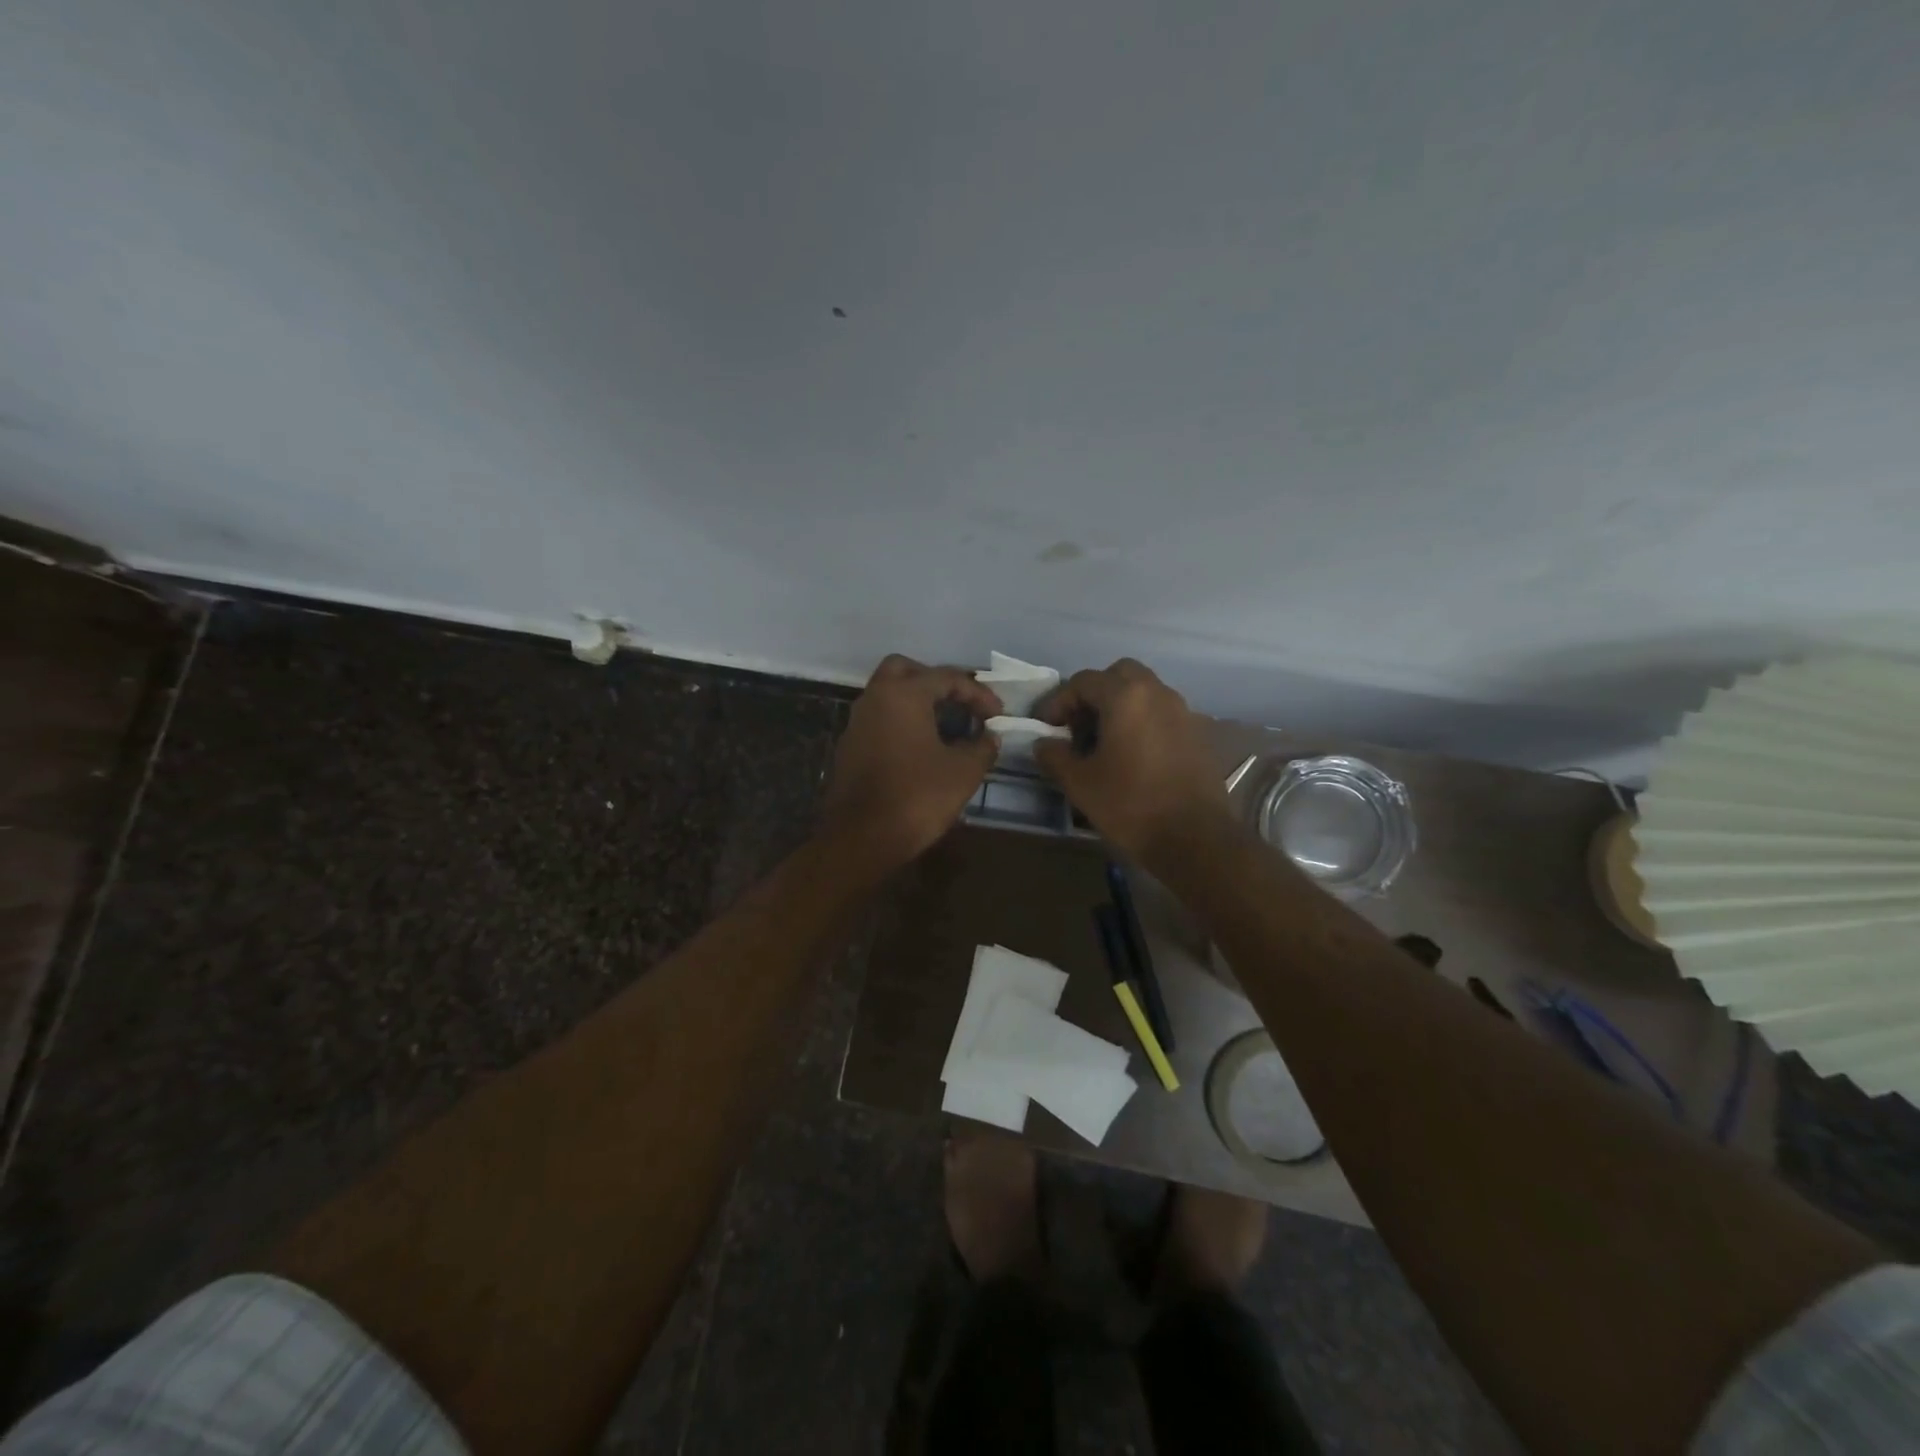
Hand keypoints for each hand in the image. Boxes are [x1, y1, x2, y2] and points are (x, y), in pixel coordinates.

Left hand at [820, 655, 1003, 871]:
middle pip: (906, 670)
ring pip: (888, 694)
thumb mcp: (963, 772)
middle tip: (960, 703)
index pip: (946, 677)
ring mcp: (857, 723)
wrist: (861, 838)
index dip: (978, 693)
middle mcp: (875, 698)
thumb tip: (989, 737)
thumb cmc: (916, 797)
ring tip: (947, 726)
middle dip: (936, 682)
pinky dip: (902, 722)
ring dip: (917, 702)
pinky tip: (922, 748)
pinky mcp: (850, 747)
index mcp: (903, 695)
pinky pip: (880, 719)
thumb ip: (982, 747)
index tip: (998, 714)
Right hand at [1033, 658, 1233, 865]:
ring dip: (1119, 707)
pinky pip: (1161, 713)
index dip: (1058, 701)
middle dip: (1094, 694)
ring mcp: (1182, 711)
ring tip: (1102, 743)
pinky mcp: (1197, 733)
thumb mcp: (1080, 783)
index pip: (1083, 681)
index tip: (1045, 727)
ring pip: (1144, 692)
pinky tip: (1131, 756)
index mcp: (1125, 697)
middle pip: (1119, 675)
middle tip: (1078, 726)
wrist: (1195, 838)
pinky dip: (1141, 722)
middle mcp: (1157, 693)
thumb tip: (1044, 743)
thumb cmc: (1131, 805)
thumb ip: (1055, 756)